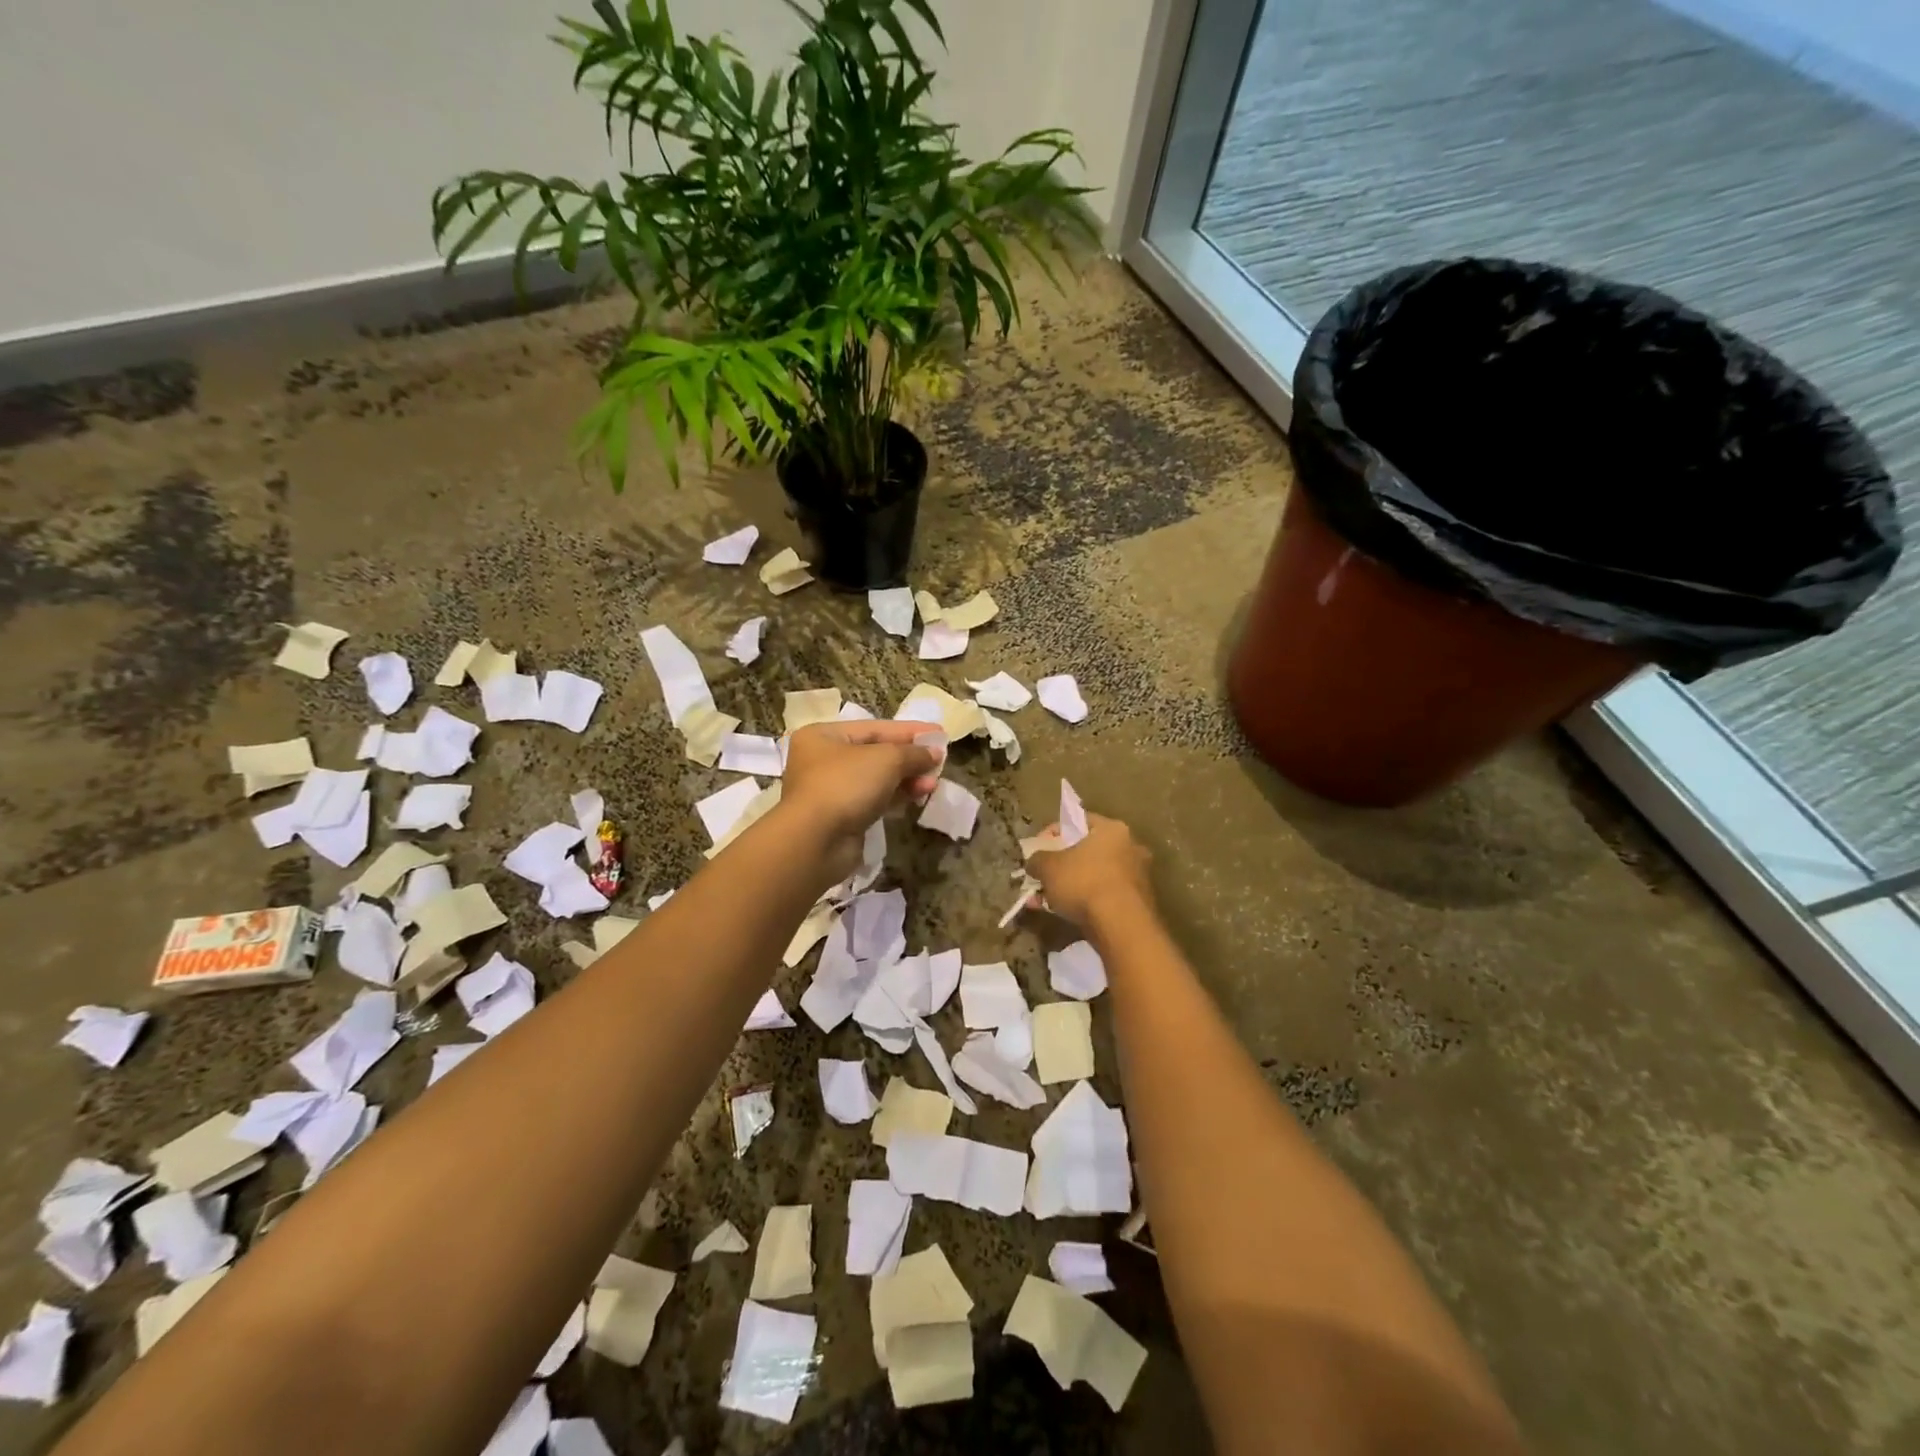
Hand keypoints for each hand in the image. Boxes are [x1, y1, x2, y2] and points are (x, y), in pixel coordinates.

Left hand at [776, 720, 940, 883]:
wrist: (816, 841)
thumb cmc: (846, 785)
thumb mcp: (886, 759)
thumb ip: (913, 753)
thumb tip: (935, 753)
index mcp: (824, 736)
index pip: (874, 727)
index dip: (909, 730)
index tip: (939, 734)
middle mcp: (823, 760)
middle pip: (876, 754)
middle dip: (910, 758)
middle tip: (939, 762)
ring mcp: (831, 791)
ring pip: (877, 779)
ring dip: (908, 779)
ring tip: (933, 783)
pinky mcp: (841, 818)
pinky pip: (875, 801)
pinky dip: (897, 797)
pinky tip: (919, 796)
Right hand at [1025, 812, 1155, 929]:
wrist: (1121, 927)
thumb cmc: (1084, 883)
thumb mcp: (1047, 867)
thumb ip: (1037, 859)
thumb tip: (1034, 862)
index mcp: (1112, 829)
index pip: (1077, 821)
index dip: (1052, 834)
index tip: (1037, 850)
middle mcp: (1130, 847)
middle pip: (1086, 851)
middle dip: (1059, 866)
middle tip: (1040, 878)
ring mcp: (1136, 876)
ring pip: (1093, 876)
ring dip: (1068, 886)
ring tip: (1044, 901)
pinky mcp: (1137, 902)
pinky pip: (1102, 895)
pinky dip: (1083, 901)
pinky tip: (1062, 914)